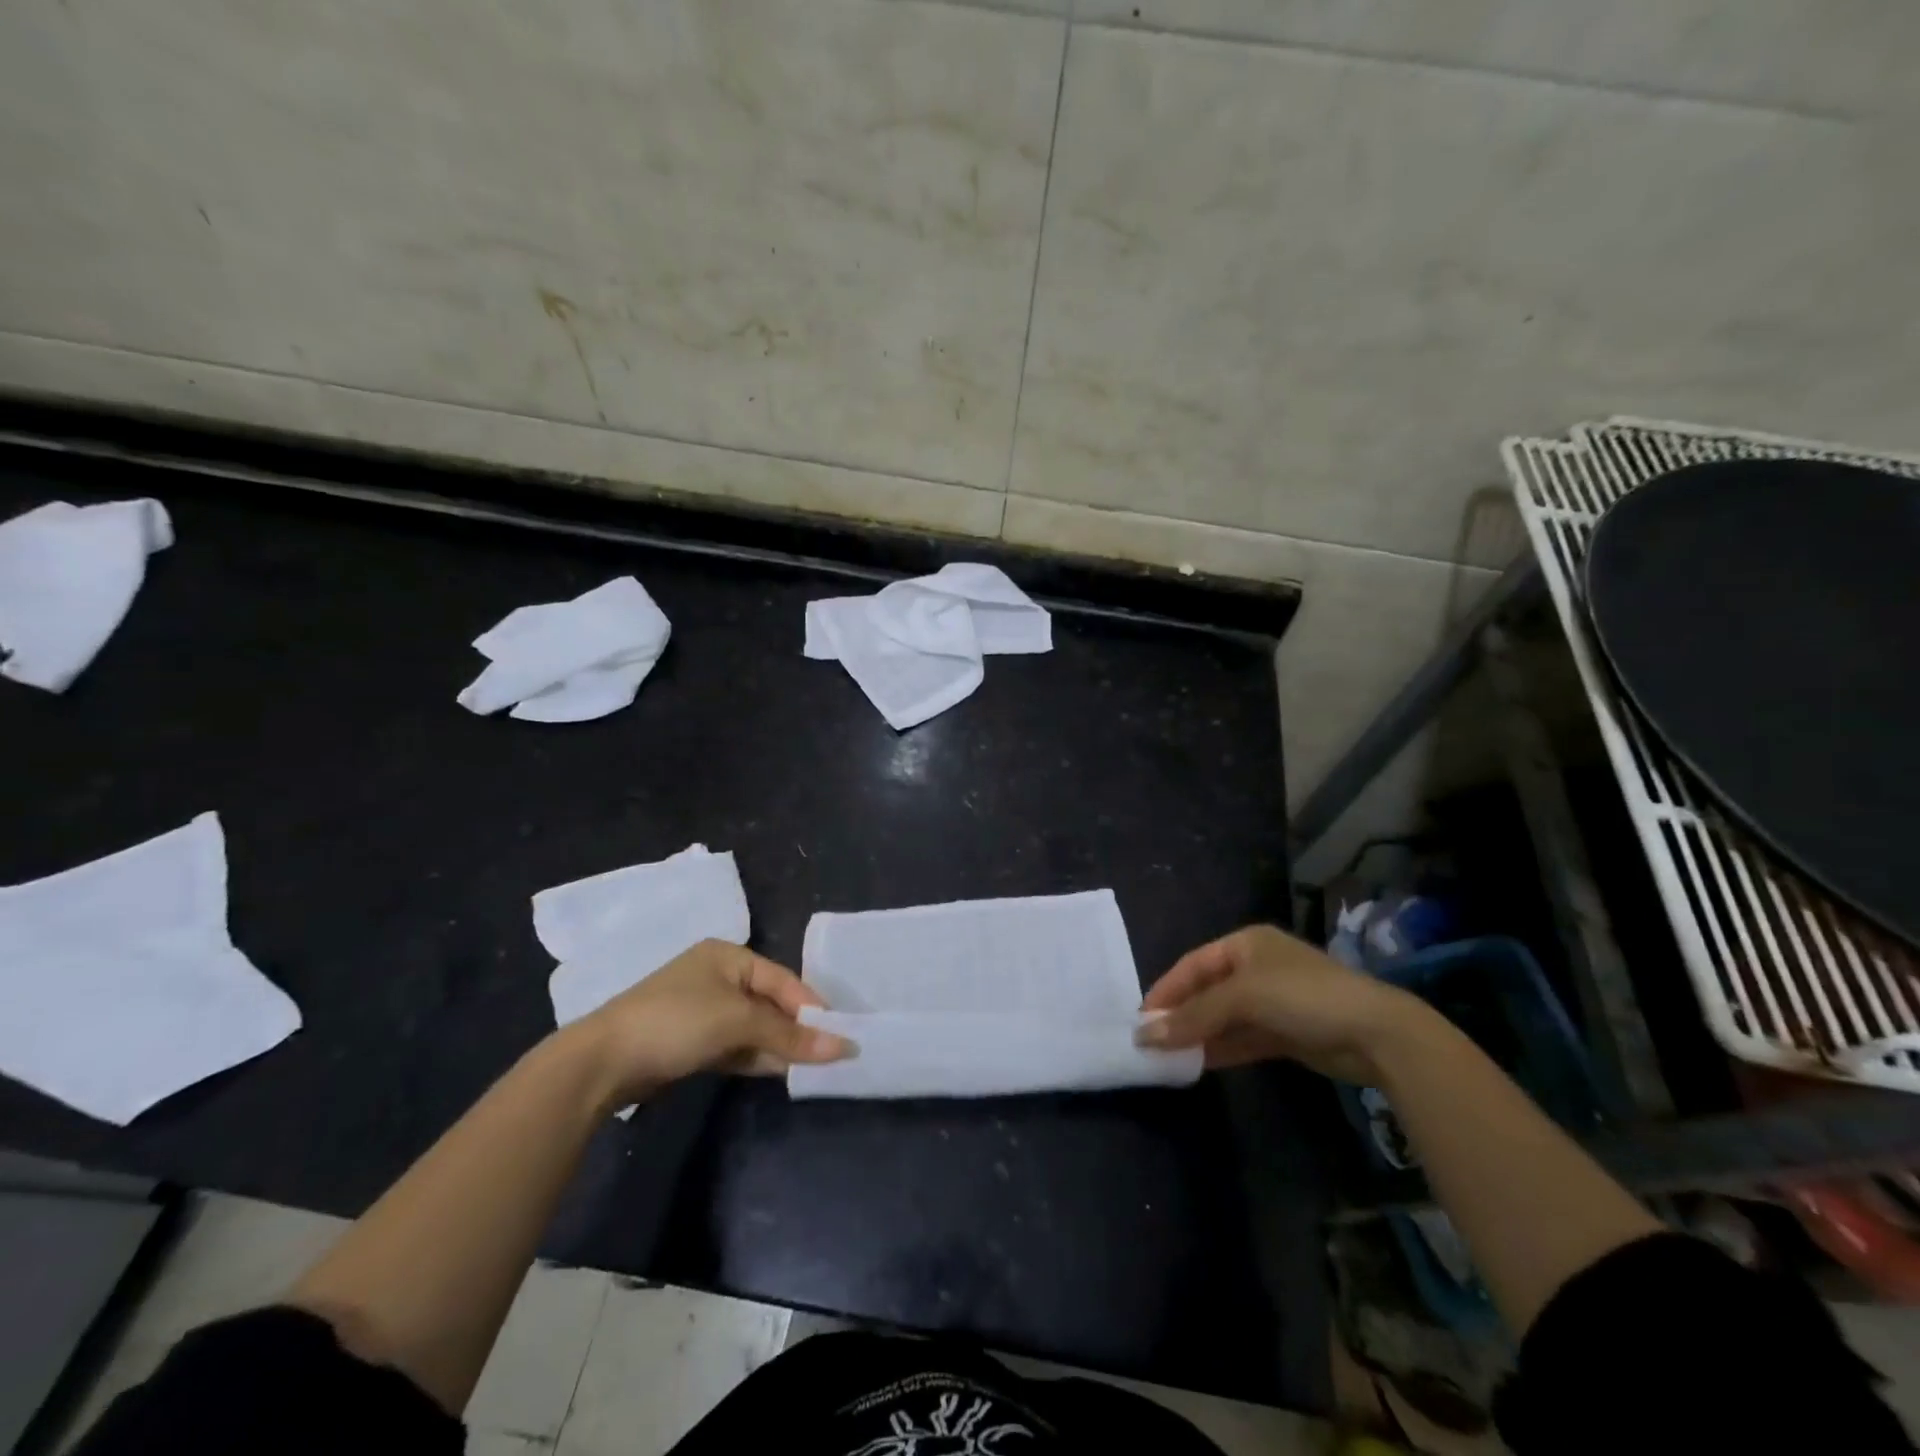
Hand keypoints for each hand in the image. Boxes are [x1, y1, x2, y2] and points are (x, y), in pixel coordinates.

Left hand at [571, 940, 848, 1105]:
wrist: (602, 1063)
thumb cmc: (677, 1022)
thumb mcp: (738, 1022)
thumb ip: (791, 1035)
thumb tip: (844, 1047)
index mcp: (728, 956)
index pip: (783, 979)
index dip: (811, 1007)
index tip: (839, 1034)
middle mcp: (717, 976)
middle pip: (770, 1003)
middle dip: (796, 1028)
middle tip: (828, 1053)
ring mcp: (702, 1011)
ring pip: (753, 1027)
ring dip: (778, 1046)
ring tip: (810, 1066)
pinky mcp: (691, 1042)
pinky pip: (735, 1045)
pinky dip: (756, 1057)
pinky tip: (778, 1071)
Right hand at [1137, 925, 1420, 1082]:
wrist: (1377, 1035)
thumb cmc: (1303, 996)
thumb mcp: (1243, 998)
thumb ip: (1194, 1016)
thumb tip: (1146, 1035)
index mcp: (1246, 944)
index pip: (1193, 964)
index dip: (1166, 989)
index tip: (1141, 1018)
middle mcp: (1256, 968)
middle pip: (1207, 991)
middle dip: (1180, 1014)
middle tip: (1150, 1041)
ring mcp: (1273, 1002)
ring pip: (1223, 1018)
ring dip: (1198, 1035)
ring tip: (1167, 1057)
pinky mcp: (1286, 1033)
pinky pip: (1242, 1038)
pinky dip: (1220, 1049)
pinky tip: (1197, 1064)